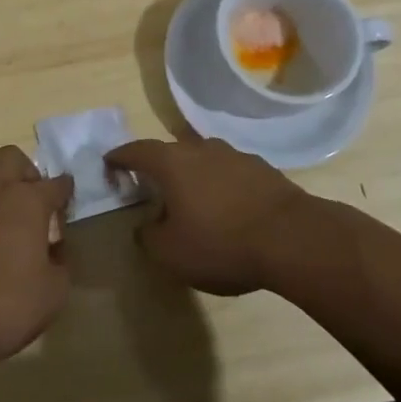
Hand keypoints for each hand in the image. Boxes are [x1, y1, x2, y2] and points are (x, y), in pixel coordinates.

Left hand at [0, 146, 73, 369]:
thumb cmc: (5, 305)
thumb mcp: (53, 293)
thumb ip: (60, 264)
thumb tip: (54, 251)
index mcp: (27, 200)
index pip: (55, 184)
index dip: (65, 191)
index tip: (67, 201)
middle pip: (11, 157)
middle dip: (26, 171)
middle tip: (32, 200)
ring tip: (1, 218)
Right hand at [108, 136, 317, 295]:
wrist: (292, 238)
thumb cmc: (221, 243)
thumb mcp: (171, 253)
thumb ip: (148, 237)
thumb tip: (145, 226)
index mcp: (172, 163)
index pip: (136, 150)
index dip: (119, 157)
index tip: (109, 164)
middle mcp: (200, 149)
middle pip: (171, 150)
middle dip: (157, 165)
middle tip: (150, 186)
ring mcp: (234, 155)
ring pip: (203, 158)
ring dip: (192, 174)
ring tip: (191, 199)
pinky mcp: (262, 169)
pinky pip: (229, 171)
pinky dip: (220, 184)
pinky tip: (227, 207)